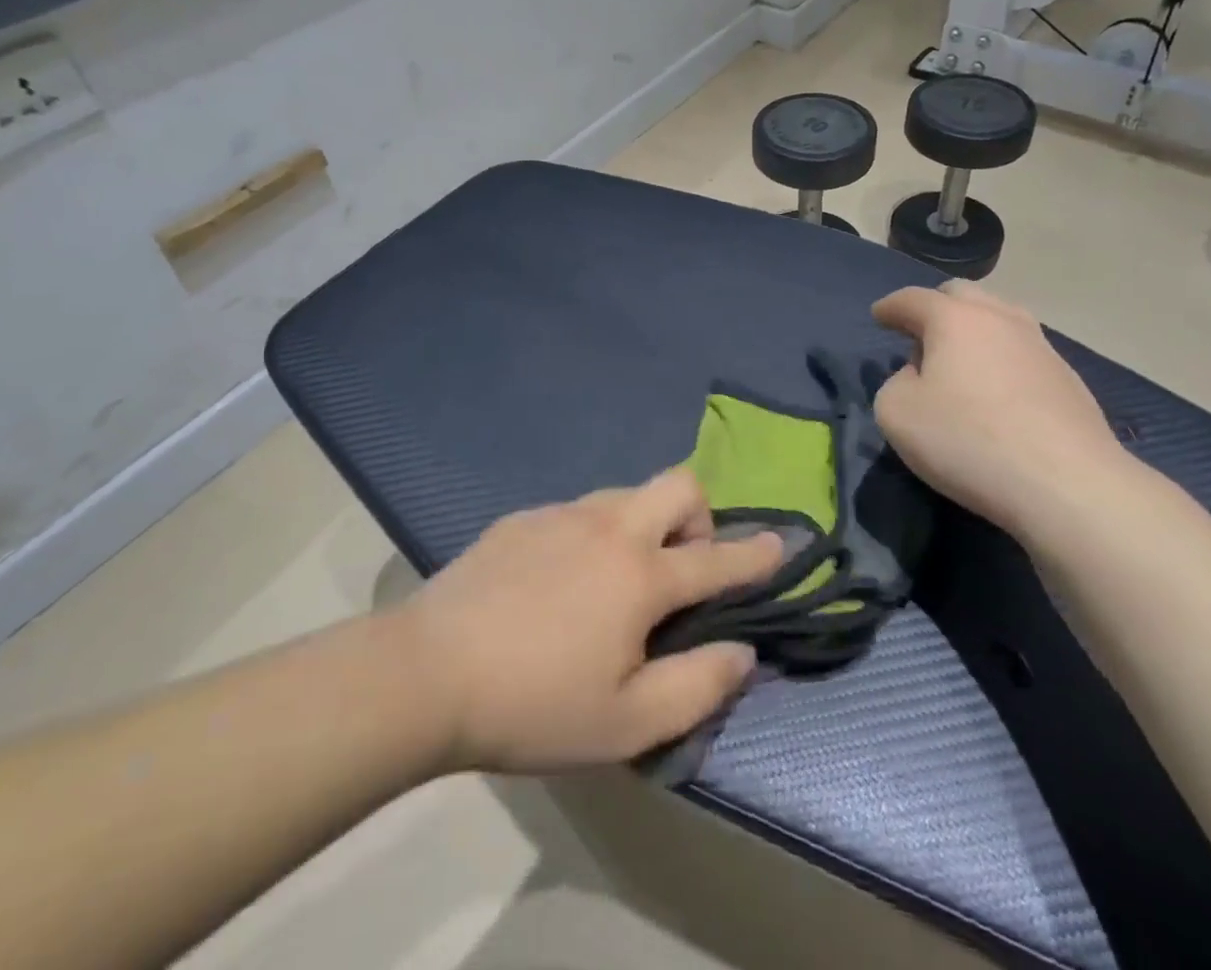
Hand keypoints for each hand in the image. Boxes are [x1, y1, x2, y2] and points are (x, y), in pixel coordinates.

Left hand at [398, 470, 783, 773]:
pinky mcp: (523, 517)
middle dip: (699, 518)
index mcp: (641, 575)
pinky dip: (593, 535)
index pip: (717, 559)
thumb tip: (742, 652)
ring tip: (615, 582)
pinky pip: (579, 511)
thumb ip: (698, 686)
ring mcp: (563, 514)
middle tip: (678, 572)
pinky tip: (558, 583)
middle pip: (679, 485)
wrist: (426, 672)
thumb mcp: (627, 724)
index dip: (757, 555)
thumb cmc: (534, 705)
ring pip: (627, 494)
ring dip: (644, 526)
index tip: (784, 543)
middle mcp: (609, 527)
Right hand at [871, 282, 1125, 526]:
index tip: (879, 315)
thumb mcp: (896, 414)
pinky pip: (1022, 352)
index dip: (890, 306)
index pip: (912, 299)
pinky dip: (1001, 358)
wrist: (1066, 484)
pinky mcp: (1068, 379)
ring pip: (1000, 318)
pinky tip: (997, 391)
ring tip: (961, 360)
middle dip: (936, 307)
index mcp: (954, 318)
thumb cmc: (967, 440)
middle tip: (920, 335)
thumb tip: (918, 377)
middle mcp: (1000, 319)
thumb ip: (895, 384)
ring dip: (974, 329)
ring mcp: (1040, 346)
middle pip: (962, 295)